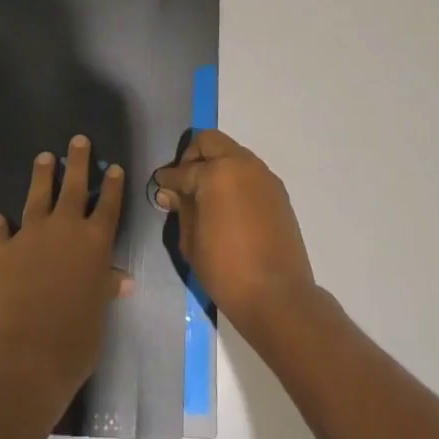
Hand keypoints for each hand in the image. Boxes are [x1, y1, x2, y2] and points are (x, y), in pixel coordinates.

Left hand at [0, 135, 132, 409]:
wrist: (25, 356)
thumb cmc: (75, 339)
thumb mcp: (98, 314)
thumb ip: (104, 289)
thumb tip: (121, 279)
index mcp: (94, 242)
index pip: (107, 205)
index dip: (112, 185)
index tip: (114, 167)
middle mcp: (64, 229)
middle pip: (73, 186)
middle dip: (77, 161)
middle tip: (77, 140)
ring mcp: (30, 236)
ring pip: (37, 196)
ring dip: (41, 176)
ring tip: (43, 158)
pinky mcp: (1, 251)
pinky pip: (2, 232)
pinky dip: (1, 225)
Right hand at [153, 129, 315, 330]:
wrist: (278, 296)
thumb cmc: (226, 270)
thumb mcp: (191, 241)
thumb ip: (181, 209)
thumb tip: (170, 193)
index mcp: (217, 173)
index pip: (183, 169)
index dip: (168, 179)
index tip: (160, 186)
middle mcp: (242, 164)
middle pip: (210, 142)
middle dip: (192, 157)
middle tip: (183, 182)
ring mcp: (264, 176)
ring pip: (233, 153)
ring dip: (217, 165)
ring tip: (206, 195)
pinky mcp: (278, 192)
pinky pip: (250, 172)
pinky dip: (235, 179)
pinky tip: (228, 205)